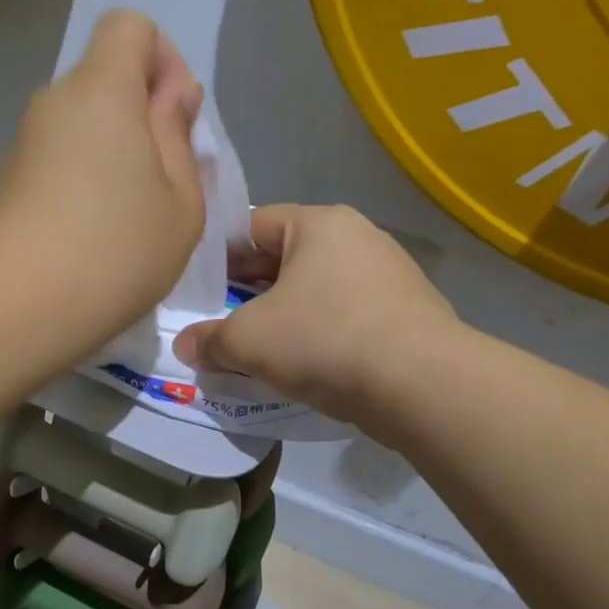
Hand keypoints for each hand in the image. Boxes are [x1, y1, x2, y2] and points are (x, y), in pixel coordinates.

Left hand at [0, 10, 204, 356]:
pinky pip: (60, 153)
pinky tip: (93, 229)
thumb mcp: (181, 198)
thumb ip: (178, 133)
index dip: (162, 60)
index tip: (175, 119)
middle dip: (142, 112)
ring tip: (131, 213)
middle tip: (163, 179)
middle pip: (105, 76)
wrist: (23, 307)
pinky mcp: (10, 178)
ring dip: (114, 148)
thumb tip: (171, 94)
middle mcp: (54, 101)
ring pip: (83, 120)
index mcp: (101, 90)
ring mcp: (25, 141)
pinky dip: (84, 174)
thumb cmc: (118, 251)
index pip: (129, 26)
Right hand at [174, 205, 461, 422]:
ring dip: (284, 314)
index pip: (253, 225)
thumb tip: (186, 347)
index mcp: (319, 223)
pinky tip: (303, 364)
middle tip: (220, 319)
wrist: (422, 385)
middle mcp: (358, 238)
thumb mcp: (248, 340)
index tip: (199, 289)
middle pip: (286, 258)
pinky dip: (319, 333)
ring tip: (258, 346)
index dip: (220, 256)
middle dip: (250, 290)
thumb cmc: (324, 339)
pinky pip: (346, 315)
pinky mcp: (408, 314)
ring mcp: (389, 275)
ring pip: (316, 289)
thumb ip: (209, 340)